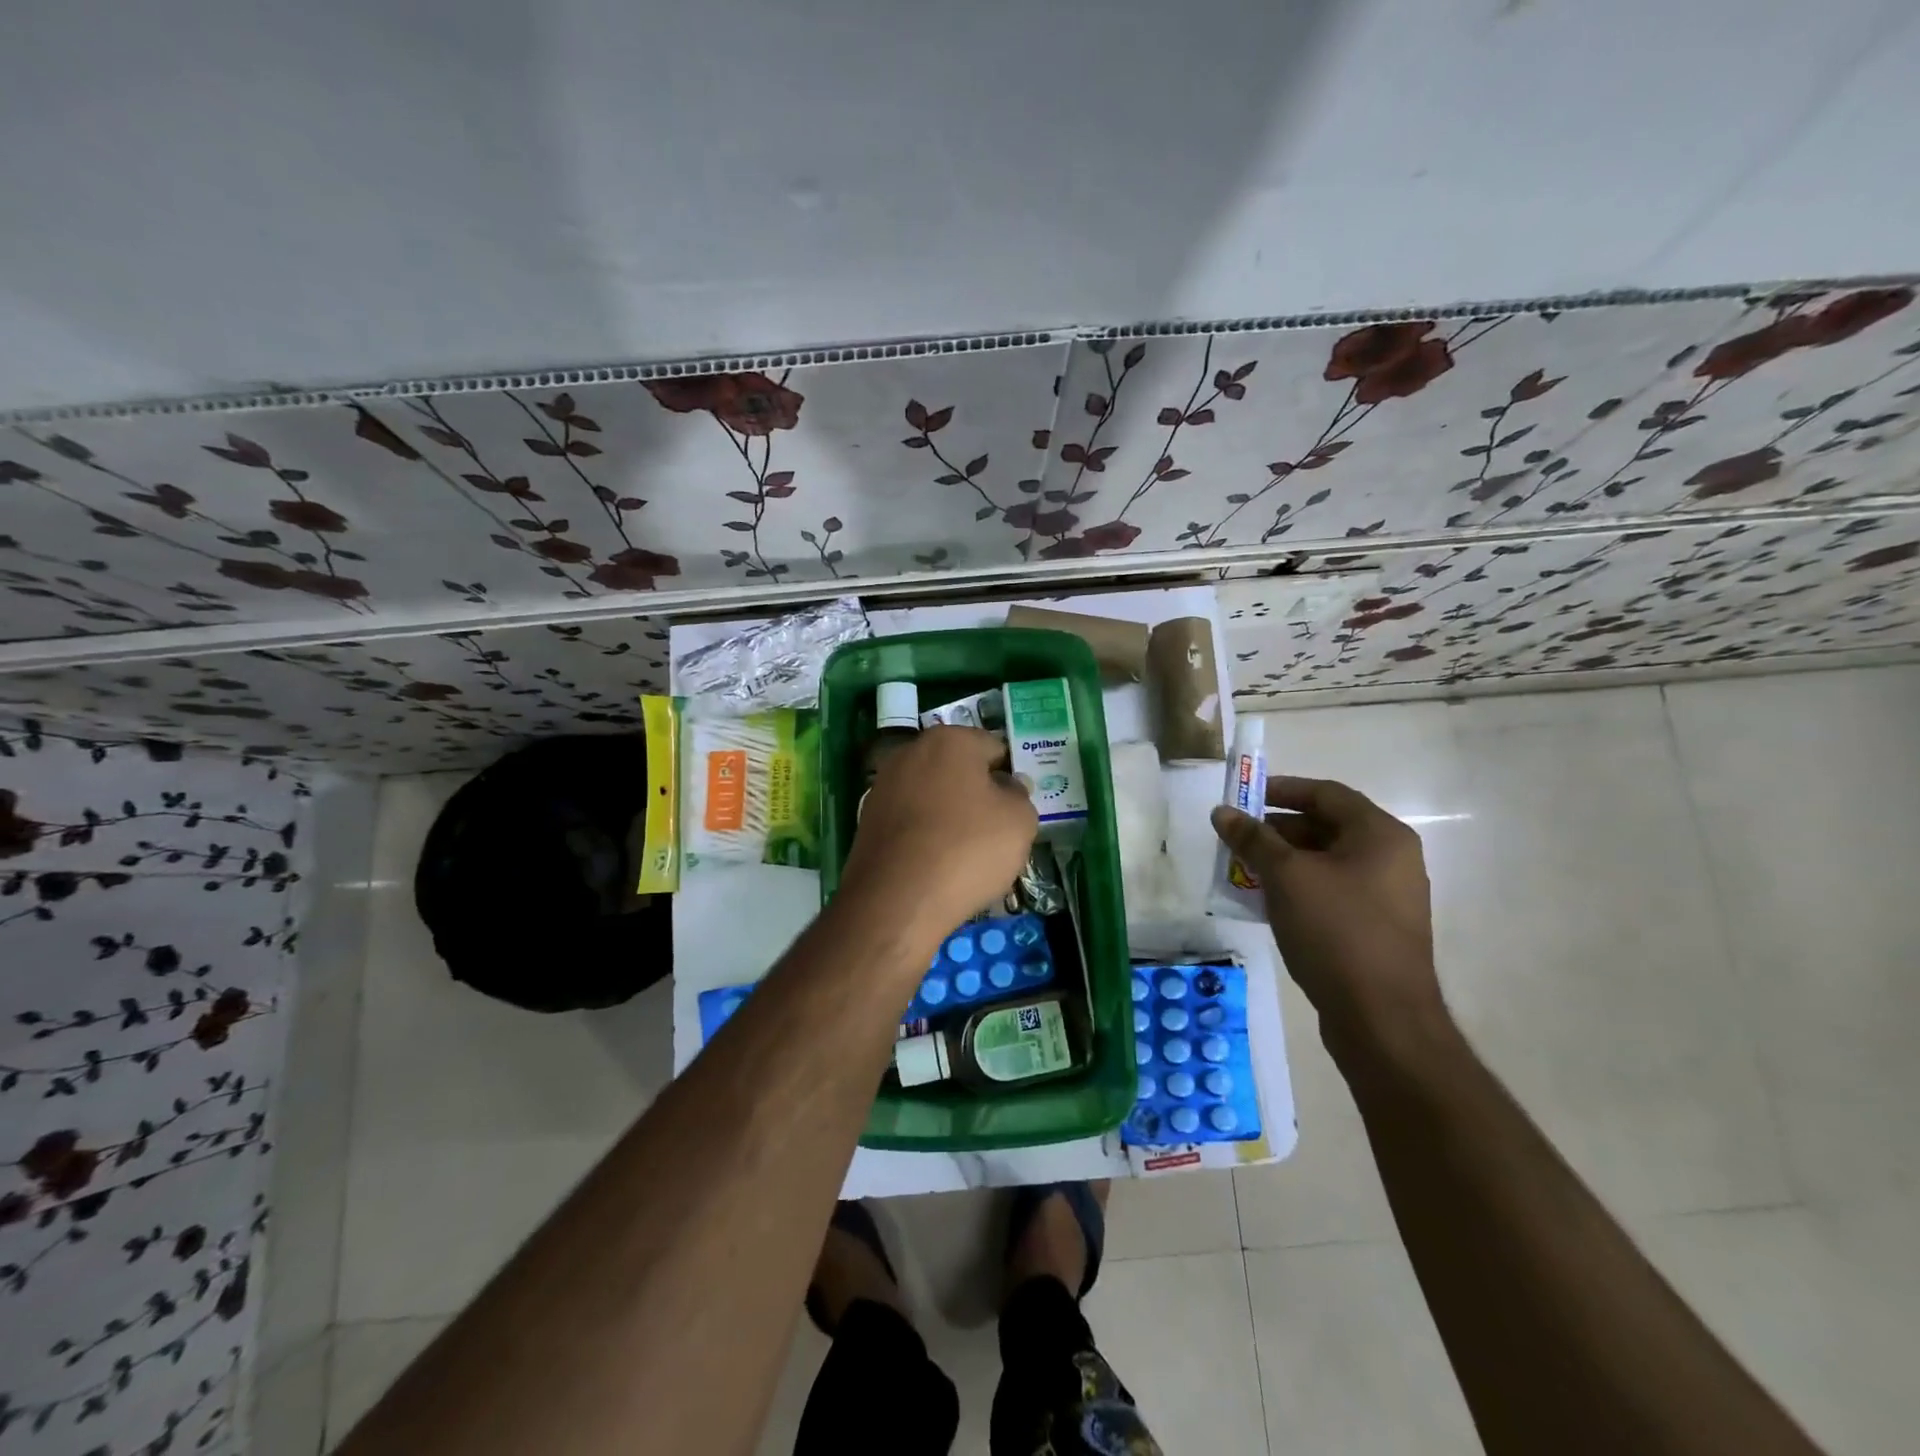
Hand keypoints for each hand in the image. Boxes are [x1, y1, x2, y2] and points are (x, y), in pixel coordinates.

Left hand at [840, 726, 1036, 947]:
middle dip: (977, 793)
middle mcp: (911, 752)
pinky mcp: (867, 819)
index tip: (1016, 807)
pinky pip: (910, 820)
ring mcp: (883, 785)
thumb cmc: (967, 848)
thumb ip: (1020, 796)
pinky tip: (936, 864)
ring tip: (966, 853)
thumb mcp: (1020, 822)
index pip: (994, 748)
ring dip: (949, 814)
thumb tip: (1007, 787)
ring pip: (931, 795)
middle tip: (995, 831)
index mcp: (950, 739)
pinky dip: (924, 835)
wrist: (897, 899)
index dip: (1010, 777)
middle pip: (958, 769)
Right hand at [1211, 776, 1447, 1057]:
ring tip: (1242, 871)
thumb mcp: (1286, 877)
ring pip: (1326, 862)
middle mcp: (1391, 858)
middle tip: (1236, 839)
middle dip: (1276, 830)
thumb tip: (1222, 812)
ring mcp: (1388, 896)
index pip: (1326, 793)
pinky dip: (1299, 888)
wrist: (1382, 1018)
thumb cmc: (1336, 931)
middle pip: (1326, 827)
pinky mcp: (1377, 928)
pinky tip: (1266, 903)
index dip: (1281, 789)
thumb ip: (1253, 839)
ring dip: (1283, 861)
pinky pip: (1332, 892)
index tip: (1242, 797)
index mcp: (1380, 835)